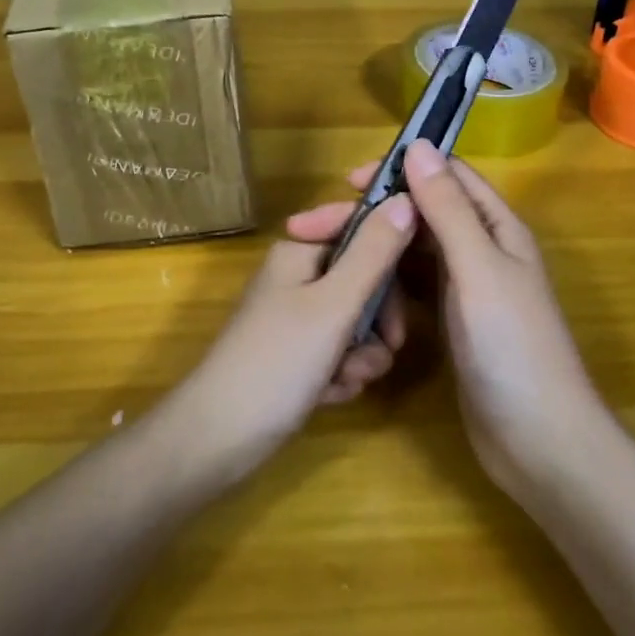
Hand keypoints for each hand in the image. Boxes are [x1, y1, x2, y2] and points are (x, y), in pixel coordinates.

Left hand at [169, 192, 417, 483]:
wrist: (220, 436)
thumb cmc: (278, 360)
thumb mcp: (334, 304)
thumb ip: (373, 253)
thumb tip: (405, 199)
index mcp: (300, 251)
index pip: (361, 230)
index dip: (390, 256)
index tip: (414, 290)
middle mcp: (298, 277)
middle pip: (364, 280)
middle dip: (378, 319)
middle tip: (388, 345)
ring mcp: (296, 317)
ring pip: (357, 323)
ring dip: (362, 354)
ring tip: (346, 378)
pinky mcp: (297, 355)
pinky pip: (339, 353)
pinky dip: (342, 374)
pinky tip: (329, 394)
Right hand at [352, 140, 603, 499]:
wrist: (539, 443)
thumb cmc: (512, 346)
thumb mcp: (477, 268)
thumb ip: (447, 208)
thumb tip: (418, 145)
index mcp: (496, 226)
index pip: (446, 175)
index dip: (400, 169)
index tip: (348, 182)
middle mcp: (481, 248)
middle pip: (422, 213)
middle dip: (374, 214)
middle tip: (313, 227)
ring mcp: (466, 287)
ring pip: (413, 250)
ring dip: (375, 248)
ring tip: (325, 258)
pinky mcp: (451, 320)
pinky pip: (412, 286)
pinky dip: (385, 282)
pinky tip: (354, 291)